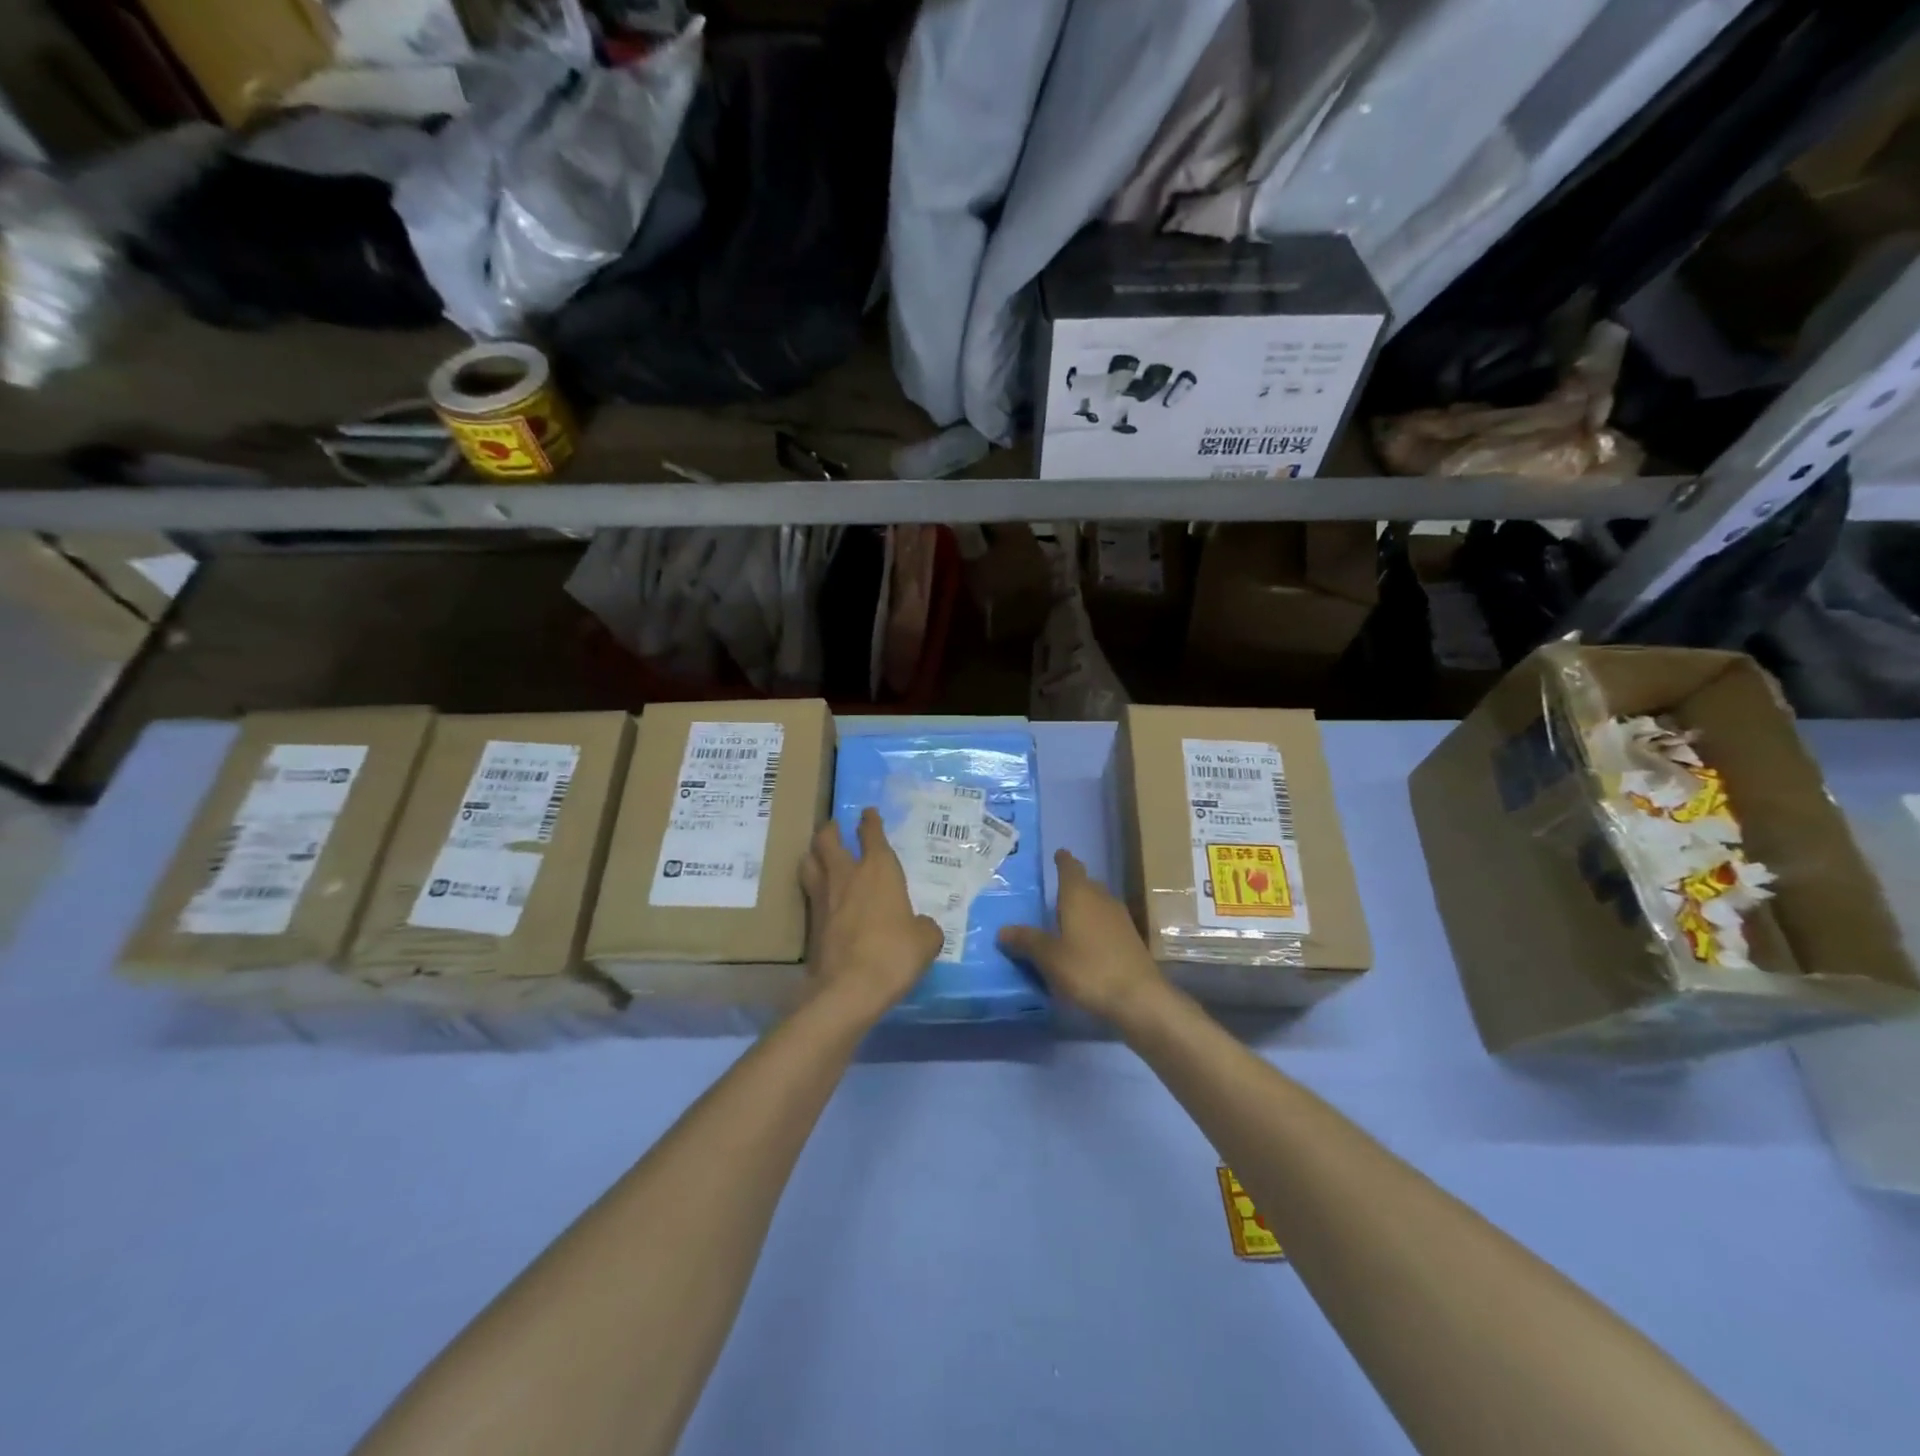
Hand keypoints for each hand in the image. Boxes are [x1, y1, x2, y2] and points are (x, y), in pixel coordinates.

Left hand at [800, 808, 943, 1021]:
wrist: (848, 989)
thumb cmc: (894, 954)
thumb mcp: (926, 940)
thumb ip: (924, 926)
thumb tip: (920, 926)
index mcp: (879, 870)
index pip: (872, 834)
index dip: (871, 821)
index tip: (868, 813)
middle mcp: (847, 875)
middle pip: (828, 839)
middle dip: (831, 829)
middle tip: (835, 827)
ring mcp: (823, 897)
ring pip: (810, 861)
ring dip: (814, 853)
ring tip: (820, 855)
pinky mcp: (810, 922)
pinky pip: (809, 892)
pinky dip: (813, 885)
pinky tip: (821, 894)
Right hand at [998, 850, 1169, 1022]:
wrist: (1139, 998)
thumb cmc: (1088, 969)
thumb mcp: (1049, 957)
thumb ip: (1026, 941)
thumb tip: (1002, 931)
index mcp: (1079, 895)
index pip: (1070, 868)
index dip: (1063, 860)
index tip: (1058, 853)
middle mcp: (1101, 899)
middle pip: (1086, 884)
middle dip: (1072, 884)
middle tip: (1054, 890)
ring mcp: (1120, 918)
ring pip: (1098, 902)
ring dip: (1084, 905)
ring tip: (1066, 916)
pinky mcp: (1130, 939)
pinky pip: (1107, 922)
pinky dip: (1094, 924)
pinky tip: (1085, 941)